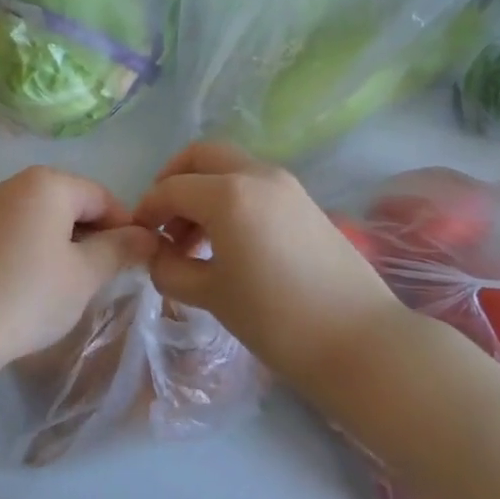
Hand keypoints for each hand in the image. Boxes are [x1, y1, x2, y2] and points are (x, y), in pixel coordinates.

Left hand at [0, 166, 159, 384]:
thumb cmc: (25, 295)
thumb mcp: (83, 276)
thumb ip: (119, 250)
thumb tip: (146, 236)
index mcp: (48, 183)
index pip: (103, 197)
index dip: (126, 229)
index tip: (136, 266)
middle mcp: (18, 183)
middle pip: (74, 203)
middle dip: (96, 237)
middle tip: (106, 281)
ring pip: (47, 219)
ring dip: (68, 247)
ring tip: (73, 288)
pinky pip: (22, 231)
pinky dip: (39, 252)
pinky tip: (38, 287)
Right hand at [133, 142, 407, 390]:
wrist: (362, 343)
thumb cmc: (277, 319)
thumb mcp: (211, 295)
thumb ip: (170, 268)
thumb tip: (155, 254)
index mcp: (228, 194)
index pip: (171, 188)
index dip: (147, 209)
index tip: (137, 236)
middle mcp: (256, 174)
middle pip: (201, 155)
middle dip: (174, 179)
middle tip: (162, 219)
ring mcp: (286, 184)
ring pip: (229, 166)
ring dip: (202, 189)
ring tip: (193, 239)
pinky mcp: (304, 201)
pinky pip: (253, 183)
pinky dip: (229, 197)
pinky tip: (226, 241)